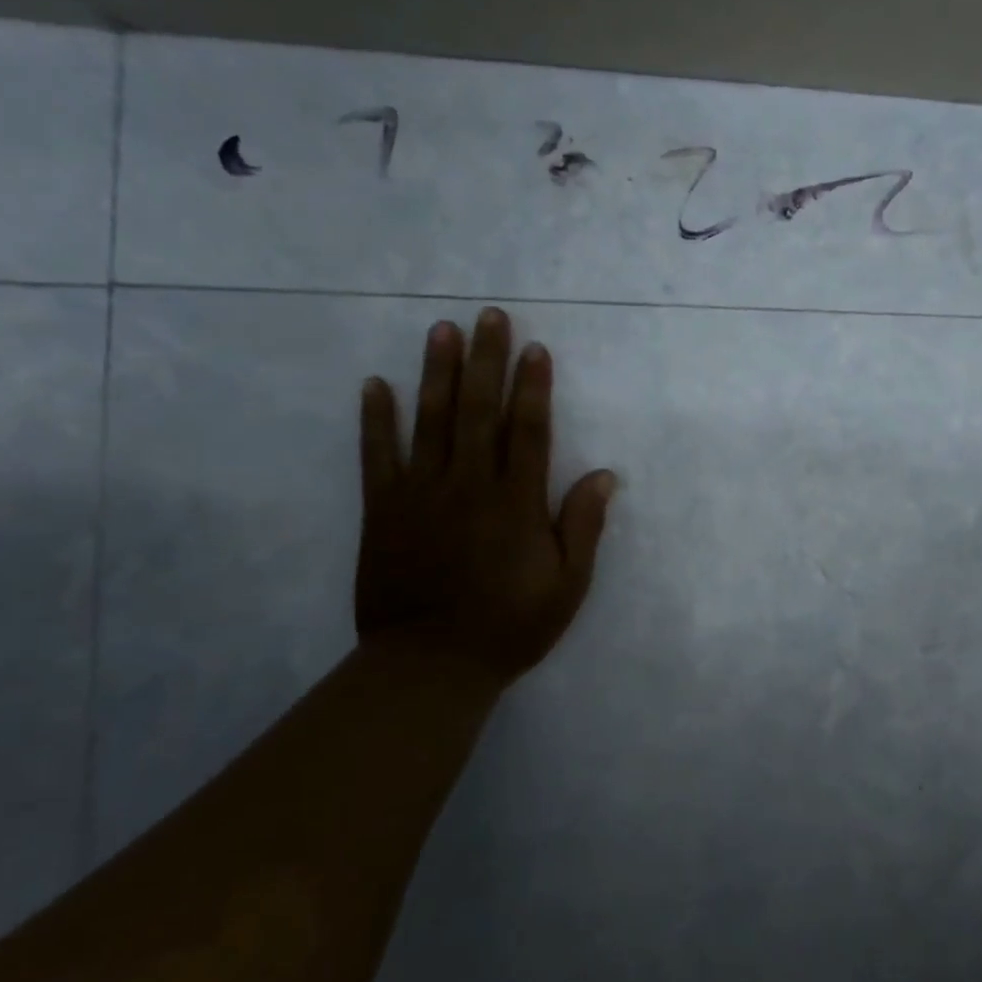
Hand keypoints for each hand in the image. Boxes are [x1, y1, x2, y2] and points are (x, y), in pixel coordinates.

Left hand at [355, 307, 615, 689]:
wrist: (430, 665)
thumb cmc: (509, 627)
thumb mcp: (567, 586)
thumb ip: (583, 527)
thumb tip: (605, 475)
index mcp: (516, 503)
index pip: (528, 431)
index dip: (533, 387)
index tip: (534, 348)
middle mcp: (469, 485)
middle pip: (479, 411)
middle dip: (485, 360)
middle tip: (488, 316)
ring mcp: (421, 494)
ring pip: (430, 420)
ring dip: (436, 372)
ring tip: (440, 330)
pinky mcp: (383, 509)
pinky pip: (377, 455)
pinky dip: (375, 419)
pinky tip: (375, 384)